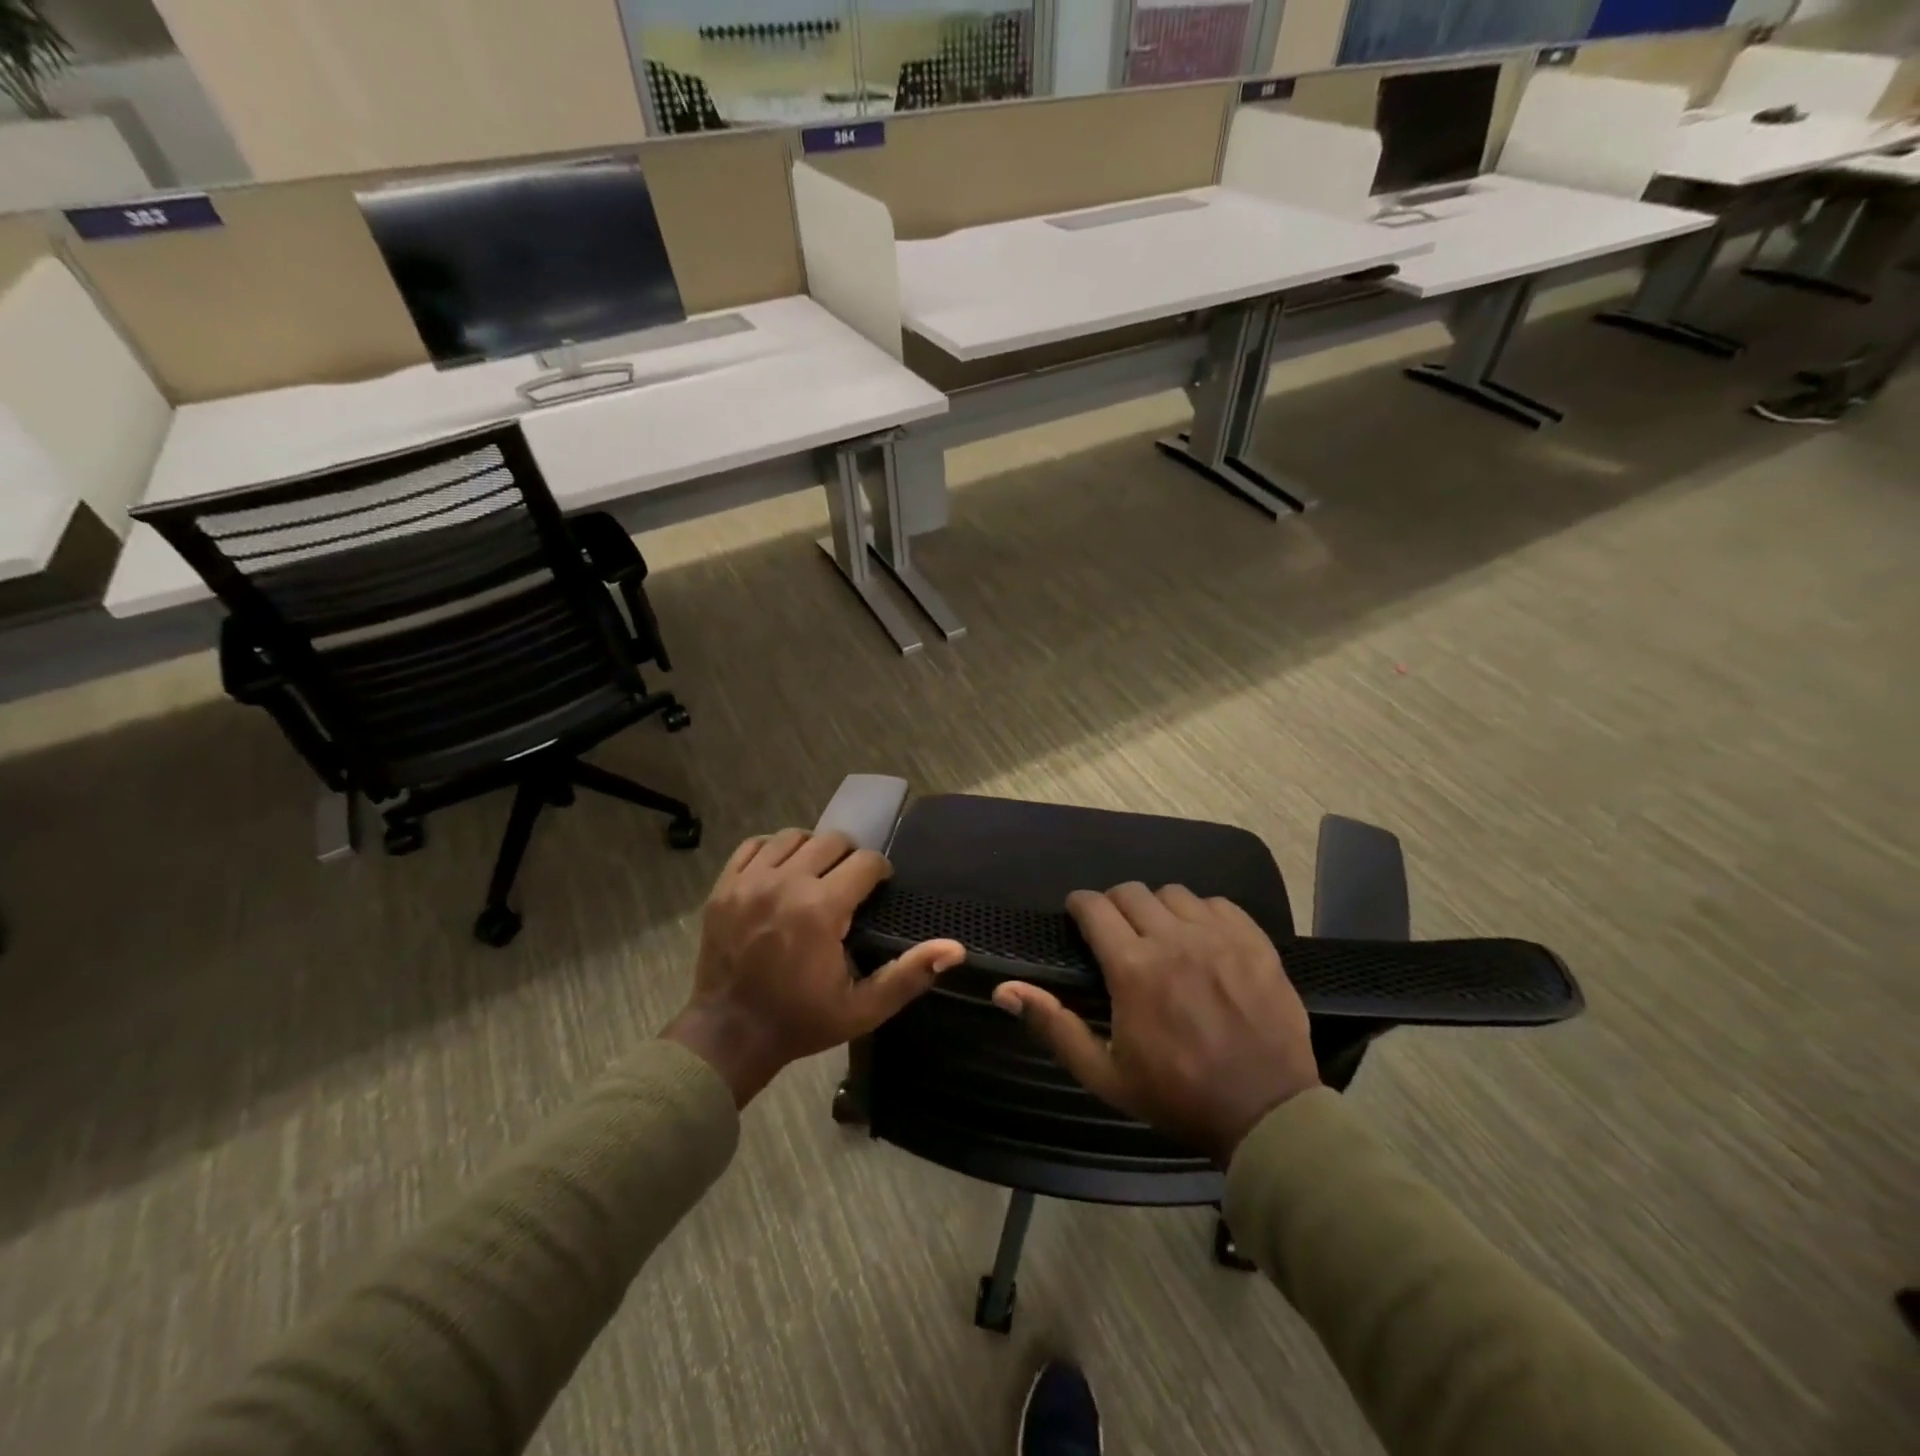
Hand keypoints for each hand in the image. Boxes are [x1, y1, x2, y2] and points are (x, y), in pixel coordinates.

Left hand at [664, 829, 964, 1106]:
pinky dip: (773, 851)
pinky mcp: (724, 887)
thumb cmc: (800, 1021)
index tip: (879, 887)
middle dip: (849, 857)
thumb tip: (954, 949)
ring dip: (813, 850)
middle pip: (831, 840)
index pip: (864, 862)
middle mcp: (785, 883)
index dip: (879, 871)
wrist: (728, 1035)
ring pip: (793, 837)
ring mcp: (749, 882)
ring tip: (817, 875)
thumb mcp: (863, 1008)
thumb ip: (909, 974)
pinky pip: (754, 846)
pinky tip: (781, 872)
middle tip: (850, 884)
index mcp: (821, 909)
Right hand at [992, 883, 1319, 1162]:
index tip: (1079, 917)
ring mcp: (1218, 936)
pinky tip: (1202, 940)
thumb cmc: (1176, 1095)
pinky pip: (1218, 904)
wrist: (1266, 1114)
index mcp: (1133, 968)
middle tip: (1118, 933)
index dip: (1080, 905)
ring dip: (1158, 909)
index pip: (1094, 906)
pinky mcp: (1255, 941)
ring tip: (1161, 936)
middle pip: (1131, 892)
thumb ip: (1054, 1025)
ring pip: (1174, 894)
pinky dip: (1201, 914)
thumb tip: (1005, 989)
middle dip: (1115, 905)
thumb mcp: (1104, 1074)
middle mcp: (1173, 939)